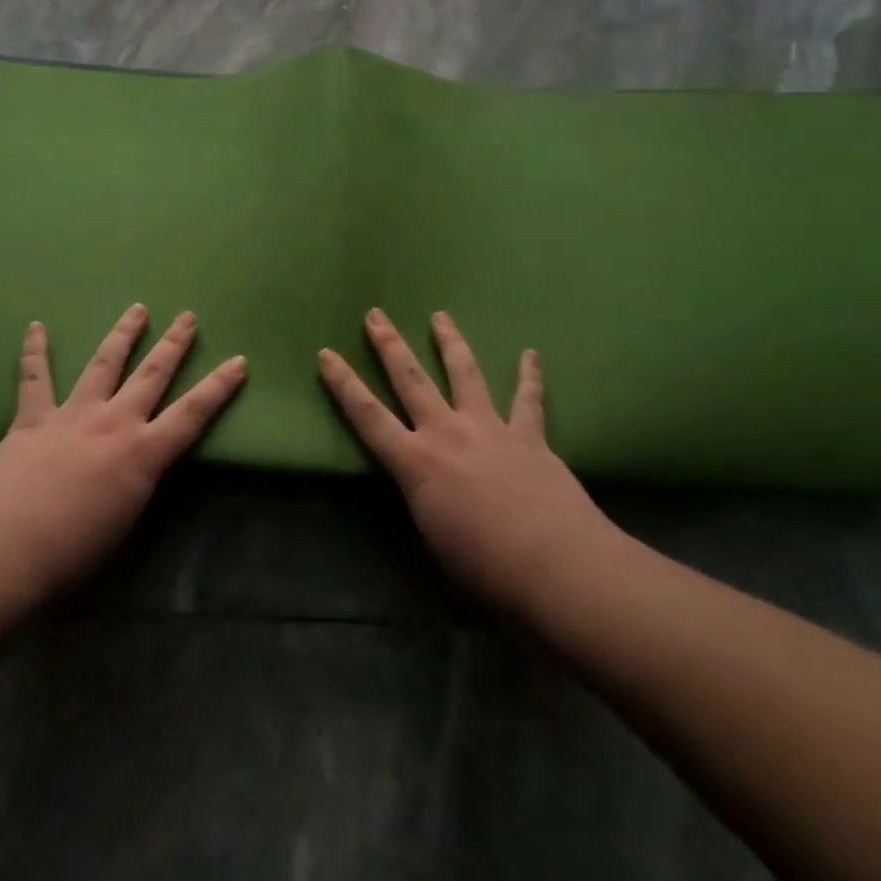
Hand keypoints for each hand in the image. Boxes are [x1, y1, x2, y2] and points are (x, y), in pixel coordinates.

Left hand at [0, 305, 245, 602]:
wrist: (7, 548)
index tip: (238, 361)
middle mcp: (114, 422)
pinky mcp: (33, 418)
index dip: (218, 387)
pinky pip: (34, 378)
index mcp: (142, 454)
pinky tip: (36, 326)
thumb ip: (135, 485)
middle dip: (174, 344)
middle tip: (188, 316)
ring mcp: (73, 414)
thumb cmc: (72, 552)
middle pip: (152, 375)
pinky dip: (35, 351)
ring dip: (123, 335)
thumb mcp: (125, 522)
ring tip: (137, 309)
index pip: (192, 414)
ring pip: (103, 364)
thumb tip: (137, 469)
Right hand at [319, 309, 623, 618]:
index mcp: (416, 463)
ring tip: (440, 316)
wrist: (554, 564)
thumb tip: (425, 482)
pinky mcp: (528, 436)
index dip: (343, 384)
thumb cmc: (484, 566)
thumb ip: (423, 498)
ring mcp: (489, 428)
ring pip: (464, 374)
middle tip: (376, 314)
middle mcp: (447, 433)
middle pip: (411, 380)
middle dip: (389, 345)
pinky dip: (530, 375)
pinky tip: (531, 353)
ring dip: (450, 343)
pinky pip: (528, 399)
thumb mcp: (432, 535)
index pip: (368, 416)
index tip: (326, 354)